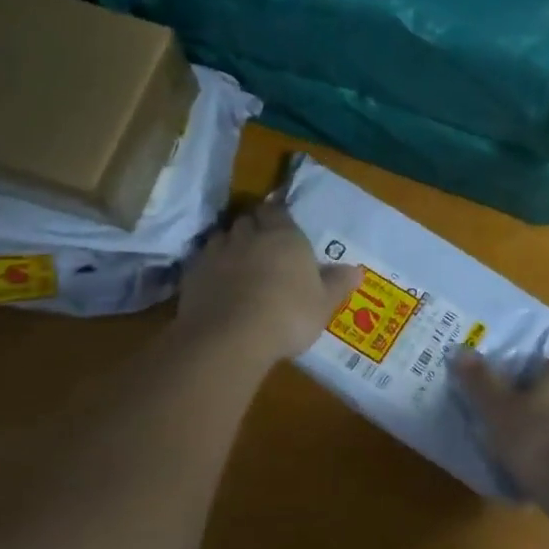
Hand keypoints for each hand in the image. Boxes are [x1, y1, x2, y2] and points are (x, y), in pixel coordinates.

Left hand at [176, 201, 360, 370]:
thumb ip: (337, 284)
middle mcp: (249, 236)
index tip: (279, 226)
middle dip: (252, 228)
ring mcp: (217, 253)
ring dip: (228, 245)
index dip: (276, 217)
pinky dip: (208, 268)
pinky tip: (214, 285)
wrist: (230, 337)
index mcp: (284, 236)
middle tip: (260, 245)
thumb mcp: (323, 304)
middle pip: (247, 220)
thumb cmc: (288, 315)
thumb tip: (357, 271)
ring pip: (221, 237)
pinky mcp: (191, 274)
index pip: (277, 211)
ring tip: (235, 264)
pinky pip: (201, 262)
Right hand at [452, 351, 548, 501]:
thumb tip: (460, 350)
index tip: (502, 379)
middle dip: (528, 404)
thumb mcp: (498, 409)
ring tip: (507, 451)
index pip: (545, 361)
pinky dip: (546, 463)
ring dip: (537, 435)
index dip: (524, 368)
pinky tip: (526, 478)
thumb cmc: (537, 439)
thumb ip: (480, 381)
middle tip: (498, 416)